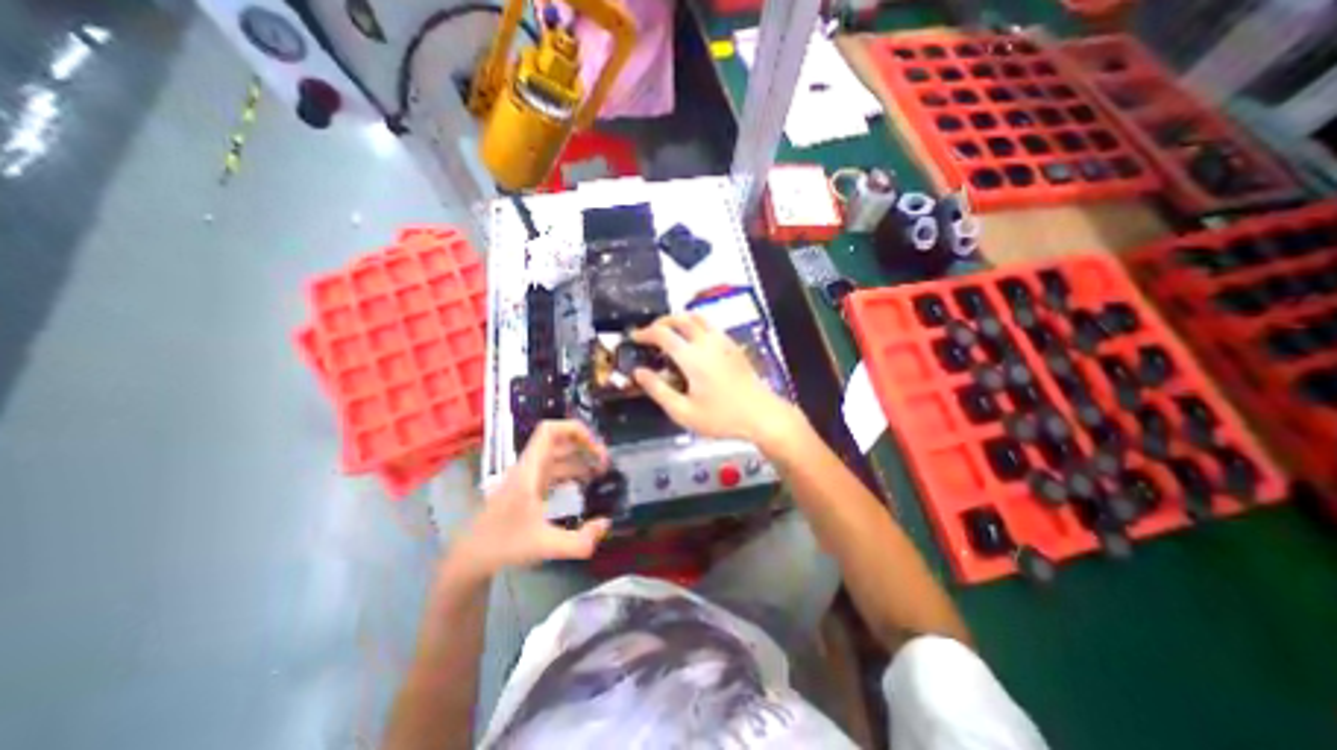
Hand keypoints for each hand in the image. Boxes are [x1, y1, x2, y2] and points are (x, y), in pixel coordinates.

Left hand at [452, 423, 611, 580]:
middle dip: (584, 445)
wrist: (471, 557)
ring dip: (580, 458)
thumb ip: (579, 541)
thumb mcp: (545, 546)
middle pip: (559, 440)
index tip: (596, 447)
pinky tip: (585, 485)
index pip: (549, 431)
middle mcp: (529, 467)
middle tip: (604, 463)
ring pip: (558, 455)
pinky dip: (572, 471)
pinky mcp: (529, 487)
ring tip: (601, 472)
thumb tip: (605, 524)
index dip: (575, 430)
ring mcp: (529, 476)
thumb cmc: (504, 545)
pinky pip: (555, 469)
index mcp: (529, 470)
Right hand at [631, 314, 802, 446]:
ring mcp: (723, 342)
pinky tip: (695, 342)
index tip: (634, 337)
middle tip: (651, 333)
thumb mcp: (683, 412)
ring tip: (671, 333)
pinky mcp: (734, 346)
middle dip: (662, 321)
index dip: (645, 333)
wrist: (762, 415)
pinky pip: (712, 326)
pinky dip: (697, 325)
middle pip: (681, 318)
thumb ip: (658, 390)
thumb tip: (639, 373)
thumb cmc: (721, 417)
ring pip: (698, 317)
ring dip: (680, 320)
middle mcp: (707, 342)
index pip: (663, 334)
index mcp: (692, 357)